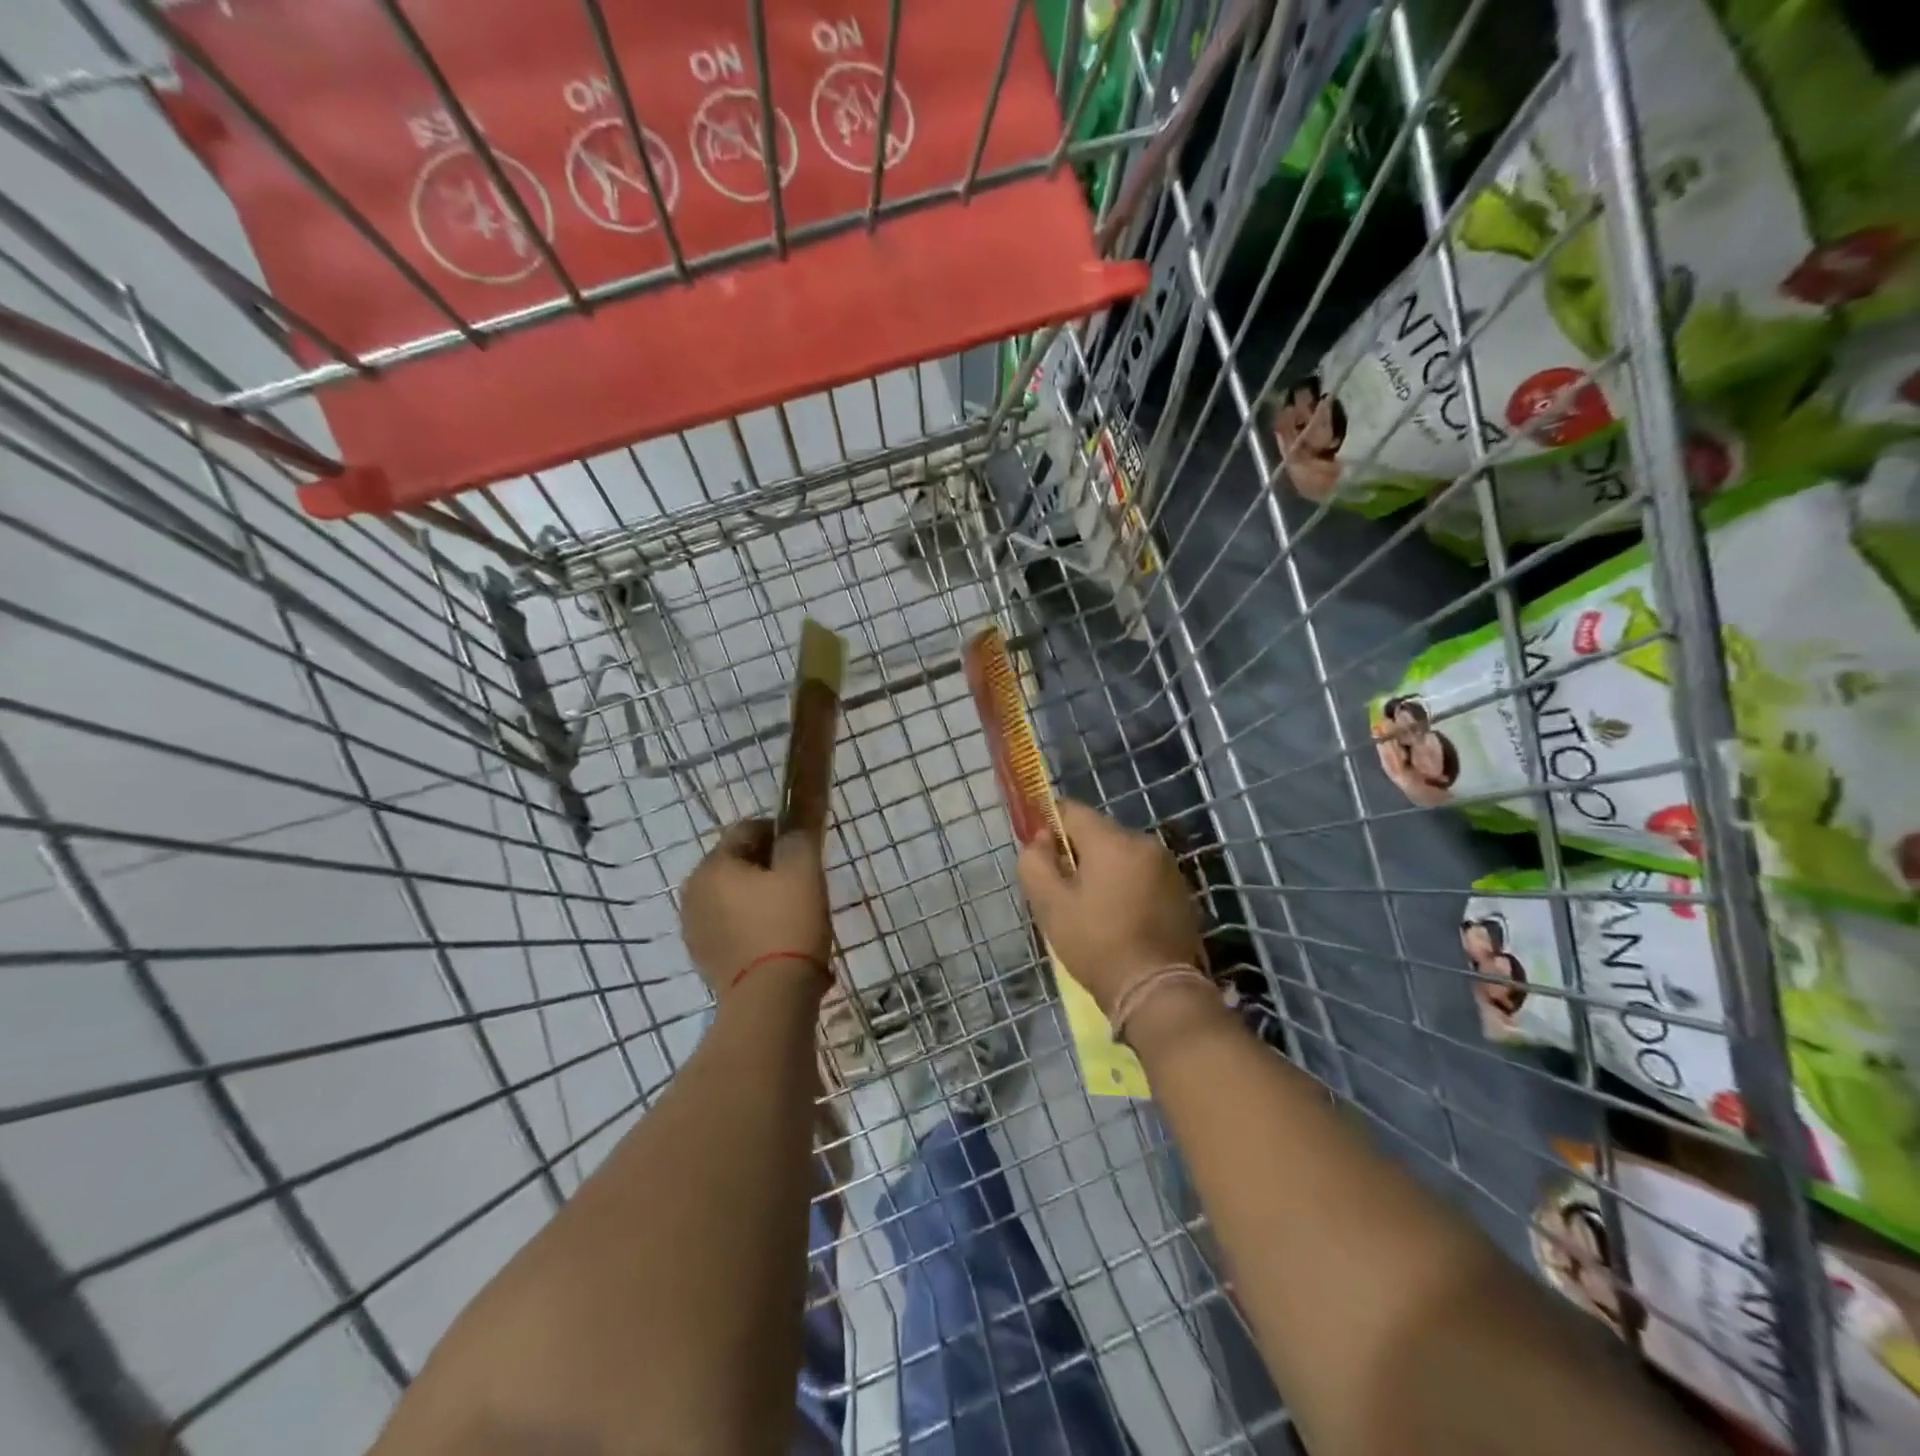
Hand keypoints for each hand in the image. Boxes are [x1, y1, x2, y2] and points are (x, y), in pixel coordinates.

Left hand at [681, 819, 832, 998]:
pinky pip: (730, 926)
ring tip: (792, 916)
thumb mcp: (803, 870)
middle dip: (768, 867)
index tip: (805, 852)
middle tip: (801, 885)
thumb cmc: (788, 924)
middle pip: (737, 863)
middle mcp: (693, 891)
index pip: (748, 829)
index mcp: (713, 865)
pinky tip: (776, 942)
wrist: (770, 998)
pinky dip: (751, 926)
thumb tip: (792, 823)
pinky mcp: (703, 957)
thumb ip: (797, 837)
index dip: (780, 833)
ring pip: (733, 896)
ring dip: (758, 898)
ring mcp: (694, 927)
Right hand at [1016, 800, 1204, 1014]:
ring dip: (1102, 870)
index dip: (1048, 824)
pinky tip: (1118, 916)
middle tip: (1061, 889)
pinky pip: (1141, 874)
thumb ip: (1035, 862)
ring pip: (1120, 854)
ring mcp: (1168, 866)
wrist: (1156, 990)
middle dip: (1076, 852)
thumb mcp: (1050, 905)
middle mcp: (1145, 843)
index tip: (1039, 853)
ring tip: (1090, 907)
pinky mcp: (1180, 890)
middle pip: (1098, 833)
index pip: (1071, 810)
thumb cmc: (1096, 944)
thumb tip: (1041, 840)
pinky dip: (1125, 885)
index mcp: (1113, 840)